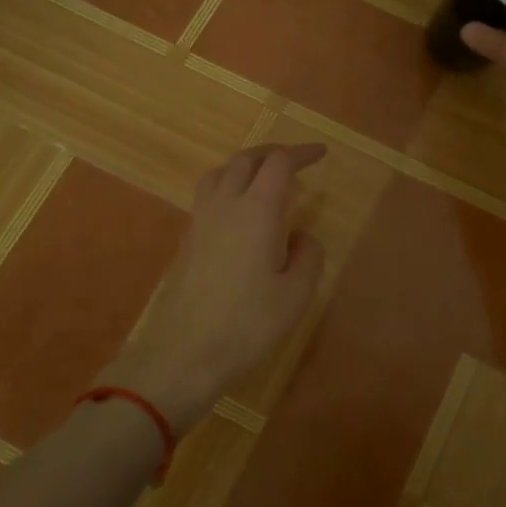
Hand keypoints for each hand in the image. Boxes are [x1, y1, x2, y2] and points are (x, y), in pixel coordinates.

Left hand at [105, 143, 326, 430]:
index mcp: (257, 210)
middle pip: (246, 159)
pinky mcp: (188, 240)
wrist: (184, 353)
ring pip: (221, 173)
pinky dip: (228, 186)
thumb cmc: (248, 323)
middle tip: (295, 161)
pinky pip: (208, 195)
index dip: (301, 154)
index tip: (321, 154)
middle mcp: (226, 205)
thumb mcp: (296, 294)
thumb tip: (300, 237)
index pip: (279, 164)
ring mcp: (201, 221)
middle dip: (273, 153)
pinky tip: (239, 212)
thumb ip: (307, 256)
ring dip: (245, 165)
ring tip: (263, 178)